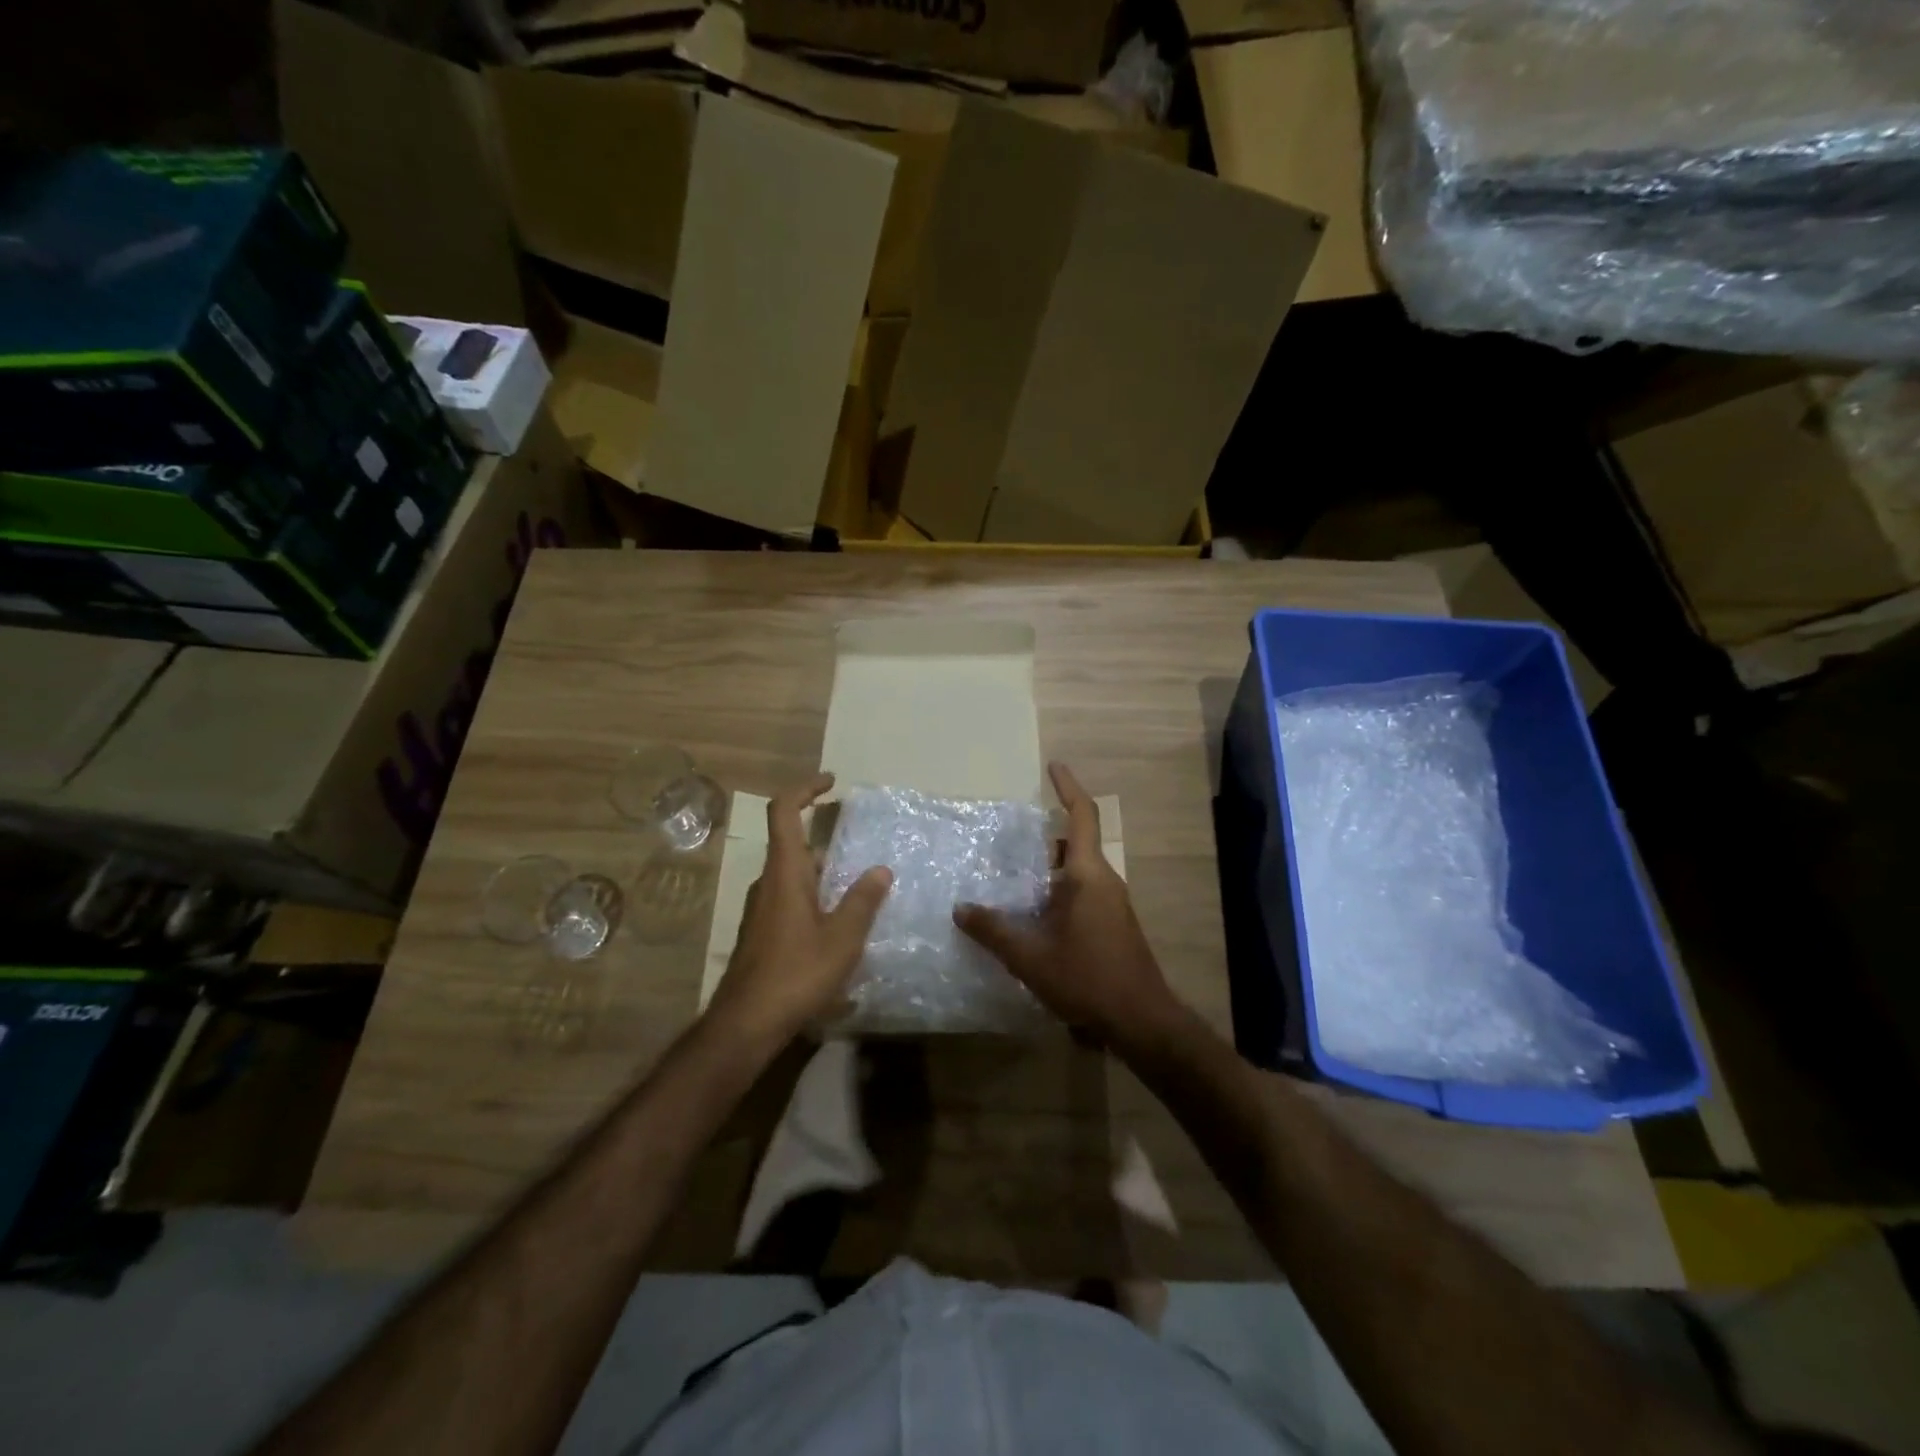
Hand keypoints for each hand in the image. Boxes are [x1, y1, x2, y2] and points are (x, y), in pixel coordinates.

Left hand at [706, 773, 891, 1047]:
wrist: (744, 1025)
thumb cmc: (795, 975)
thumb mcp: (842, 939)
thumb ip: (863, 901)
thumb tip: (880, 870)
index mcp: (785, 873)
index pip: (783, 812)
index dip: (804, 789)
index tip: (831, 783)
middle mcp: (768, 884)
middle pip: (791, 844)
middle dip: (823, 837)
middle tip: (859, 844)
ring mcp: (761, 911)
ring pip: (792, 875)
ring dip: (822, 872)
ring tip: (858, 888)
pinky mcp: (761, 934)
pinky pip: (790, 900)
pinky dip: (814, 897)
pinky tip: (838, 926)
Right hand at [954, 763, 1183, 1048]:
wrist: (1141, 1021)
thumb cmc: (1087, 979)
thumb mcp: (1031, 957)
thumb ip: (994, 931)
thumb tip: (960, 908)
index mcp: (1088, 875)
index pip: (1082, 816)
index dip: (1068, 787)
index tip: (1054, 767)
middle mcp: (1104, 881)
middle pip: (1075, 844)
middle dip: (1046, 838)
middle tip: (1010, 841)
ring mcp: (1113, 904)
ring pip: (1078, 872)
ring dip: (1050, 869)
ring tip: (1013, 879)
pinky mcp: (1113, 924)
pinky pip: (1084, 893)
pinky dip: (1058, 892)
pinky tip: (1034, 916)